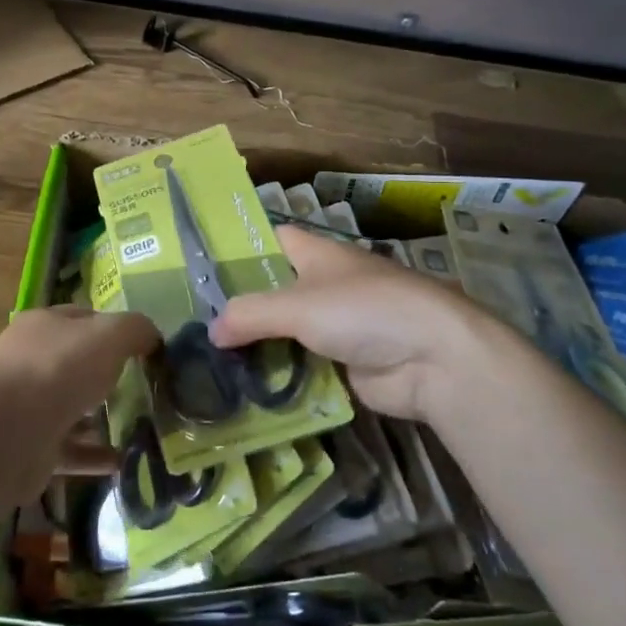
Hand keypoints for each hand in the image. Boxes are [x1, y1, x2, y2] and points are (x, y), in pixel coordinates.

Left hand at [0, 305, 158, 504]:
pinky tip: (130, 462)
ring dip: (109, 419)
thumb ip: (136, 330)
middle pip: (81, 365)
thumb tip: (153, 338)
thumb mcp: (109, 335)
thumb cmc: (57, 370)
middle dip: (115, 377)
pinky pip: (74, 450)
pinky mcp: (33, 449)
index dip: (119, 330)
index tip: (151, 350)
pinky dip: (99, 456)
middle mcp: (35, 362)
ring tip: (151, 429)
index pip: (87, 320)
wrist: (3, 435)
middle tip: (156, 391)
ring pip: (77, 409)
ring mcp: (31, 407)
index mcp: (46, 326)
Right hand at [211, 226, 519, 427]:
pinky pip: (300, 363)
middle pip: (272, 289)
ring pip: (284, 330)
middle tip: (191, 323)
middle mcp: (323, 284)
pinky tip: (243, 385)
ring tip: (206, 358)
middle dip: (238, 305)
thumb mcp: (298, 305)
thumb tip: (211, 332)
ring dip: (256, 344)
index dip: (236, 249)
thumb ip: (249, 315)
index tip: (197, 267)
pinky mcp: (343, 362)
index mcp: (315, 254)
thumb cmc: (365, 312)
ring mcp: (335, 324)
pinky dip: (278, 373)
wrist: (435, 360)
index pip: (268, 240)